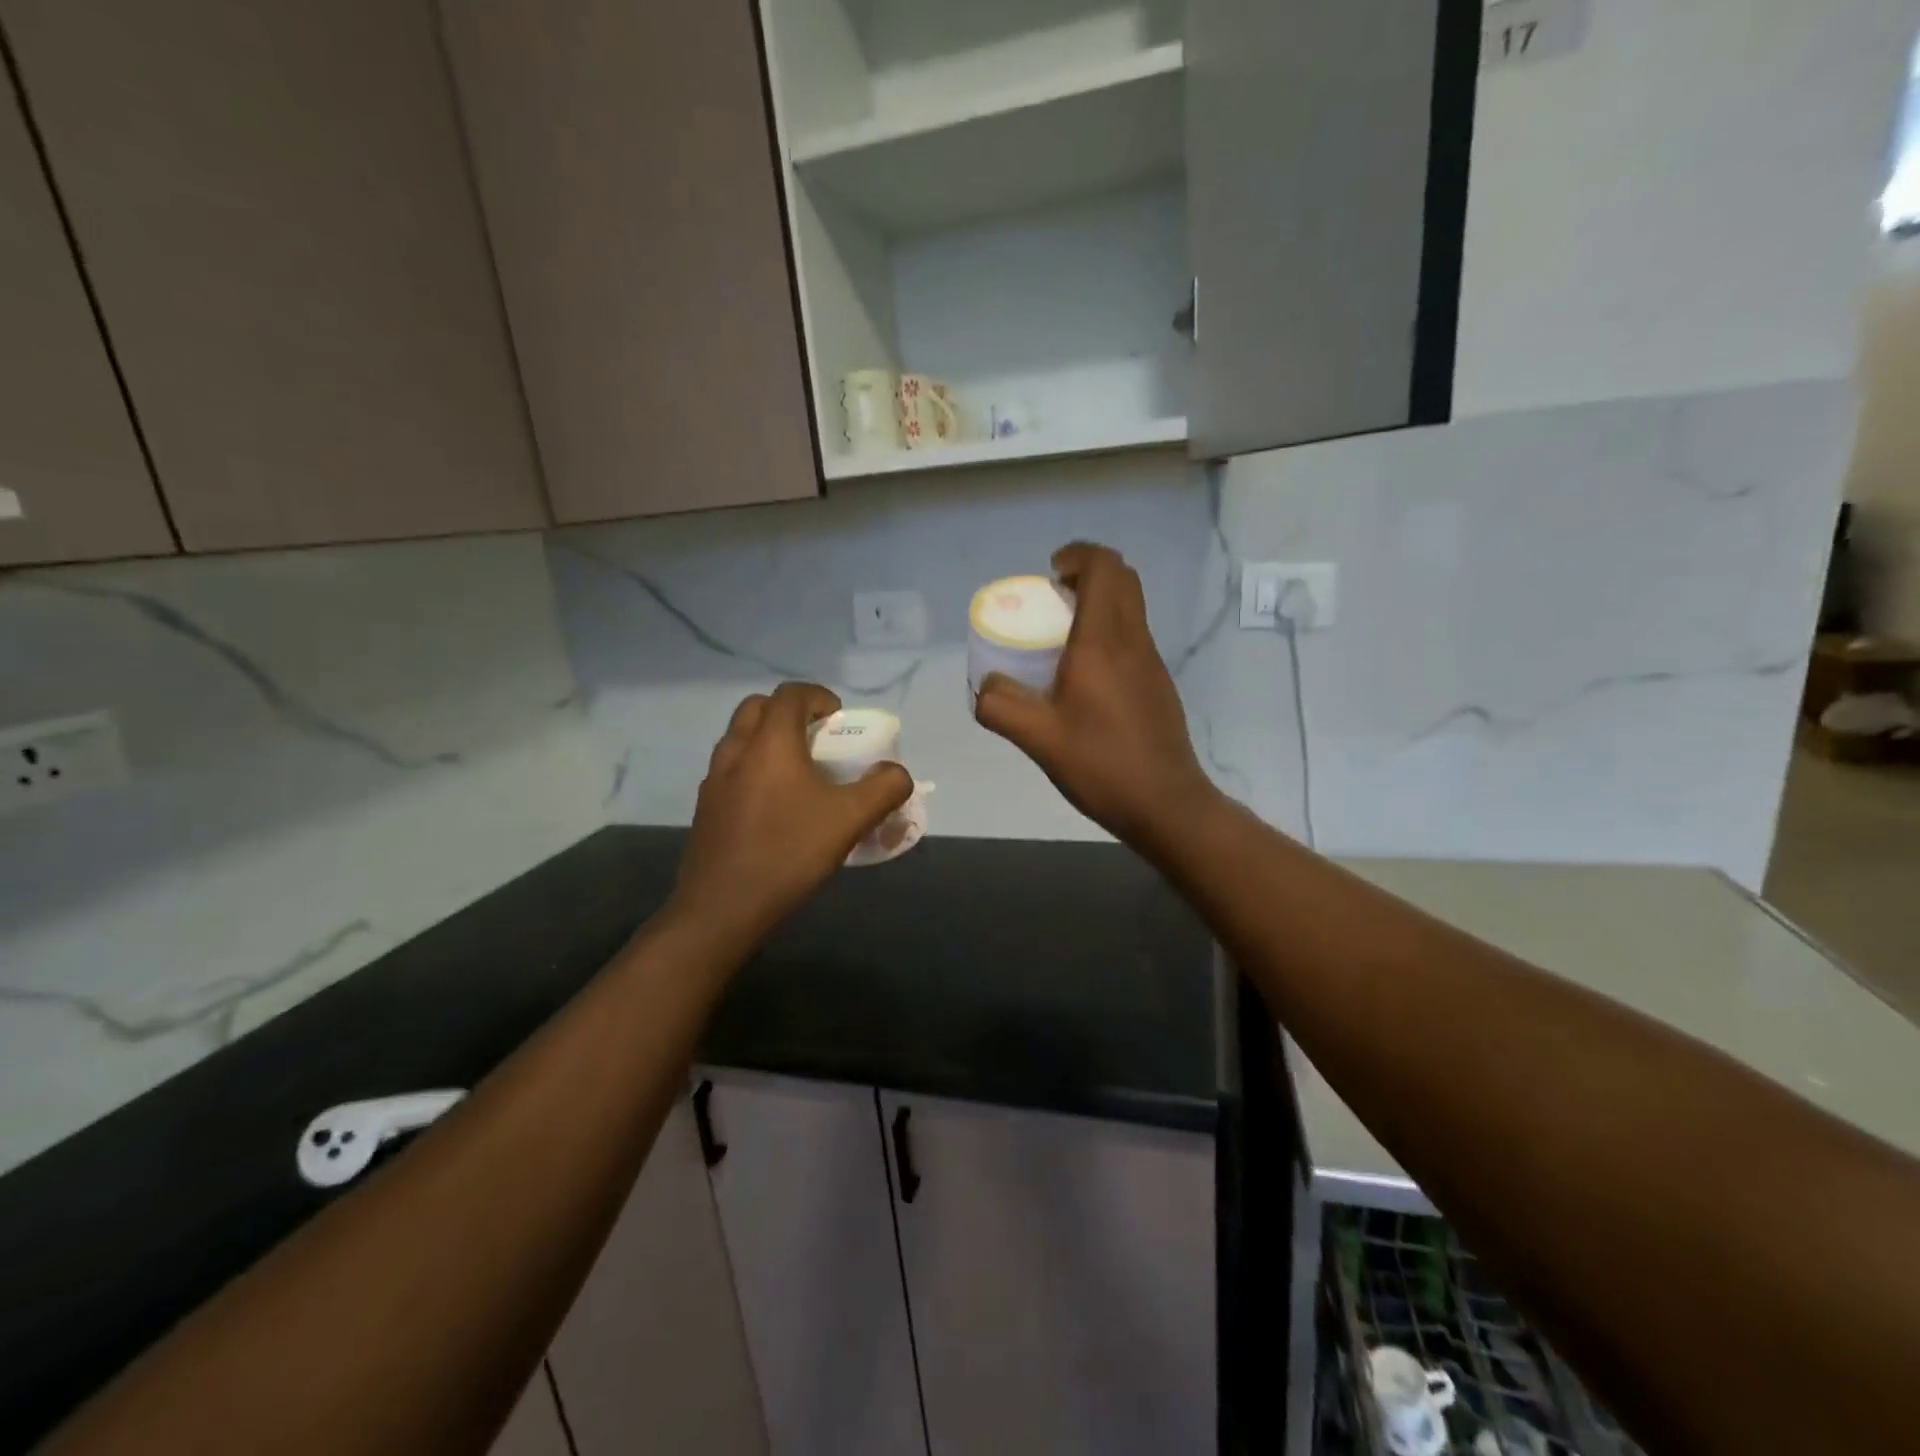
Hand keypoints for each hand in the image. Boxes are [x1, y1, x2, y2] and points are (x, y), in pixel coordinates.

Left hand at [671, 683, 911, 950]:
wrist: (722, 908)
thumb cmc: (789, 853)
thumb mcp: (851, 820)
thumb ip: (884, 788)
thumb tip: (896, 773)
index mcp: (770, 743)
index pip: (790, 694)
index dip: (818, 696)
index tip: (838, 718)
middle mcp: (736, 751)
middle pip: (758, 708)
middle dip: (789, 712)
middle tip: (816, 739)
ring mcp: (713, 780)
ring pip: (740, 739)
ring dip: (768, 740)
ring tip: (798, 773)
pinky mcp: (705, 808)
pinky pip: (731, 770)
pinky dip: (753, 769)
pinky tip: (774, 806)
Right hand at [974, 542, 1219, 848]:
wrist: (1166, 804)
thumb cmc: (1102, 765)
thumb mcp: (1038, 738)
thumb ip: (1001, 706)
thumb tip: (985, 687)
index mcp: (1103, 642)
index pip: (1104, 568)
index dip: (1077, 556)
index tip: (1050, 574)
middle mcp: (1134, 641)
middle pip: (1123, 579)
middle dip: (1088, 574)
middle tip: (1054, 599)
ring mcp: (1152, 662)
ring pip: (1132, 607)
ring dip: (1099, 603)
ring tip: (1062, 637)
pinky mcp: (1159, 684)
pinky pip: (1134, 637)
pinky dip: (1109, 632)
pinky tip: (1084, 677)